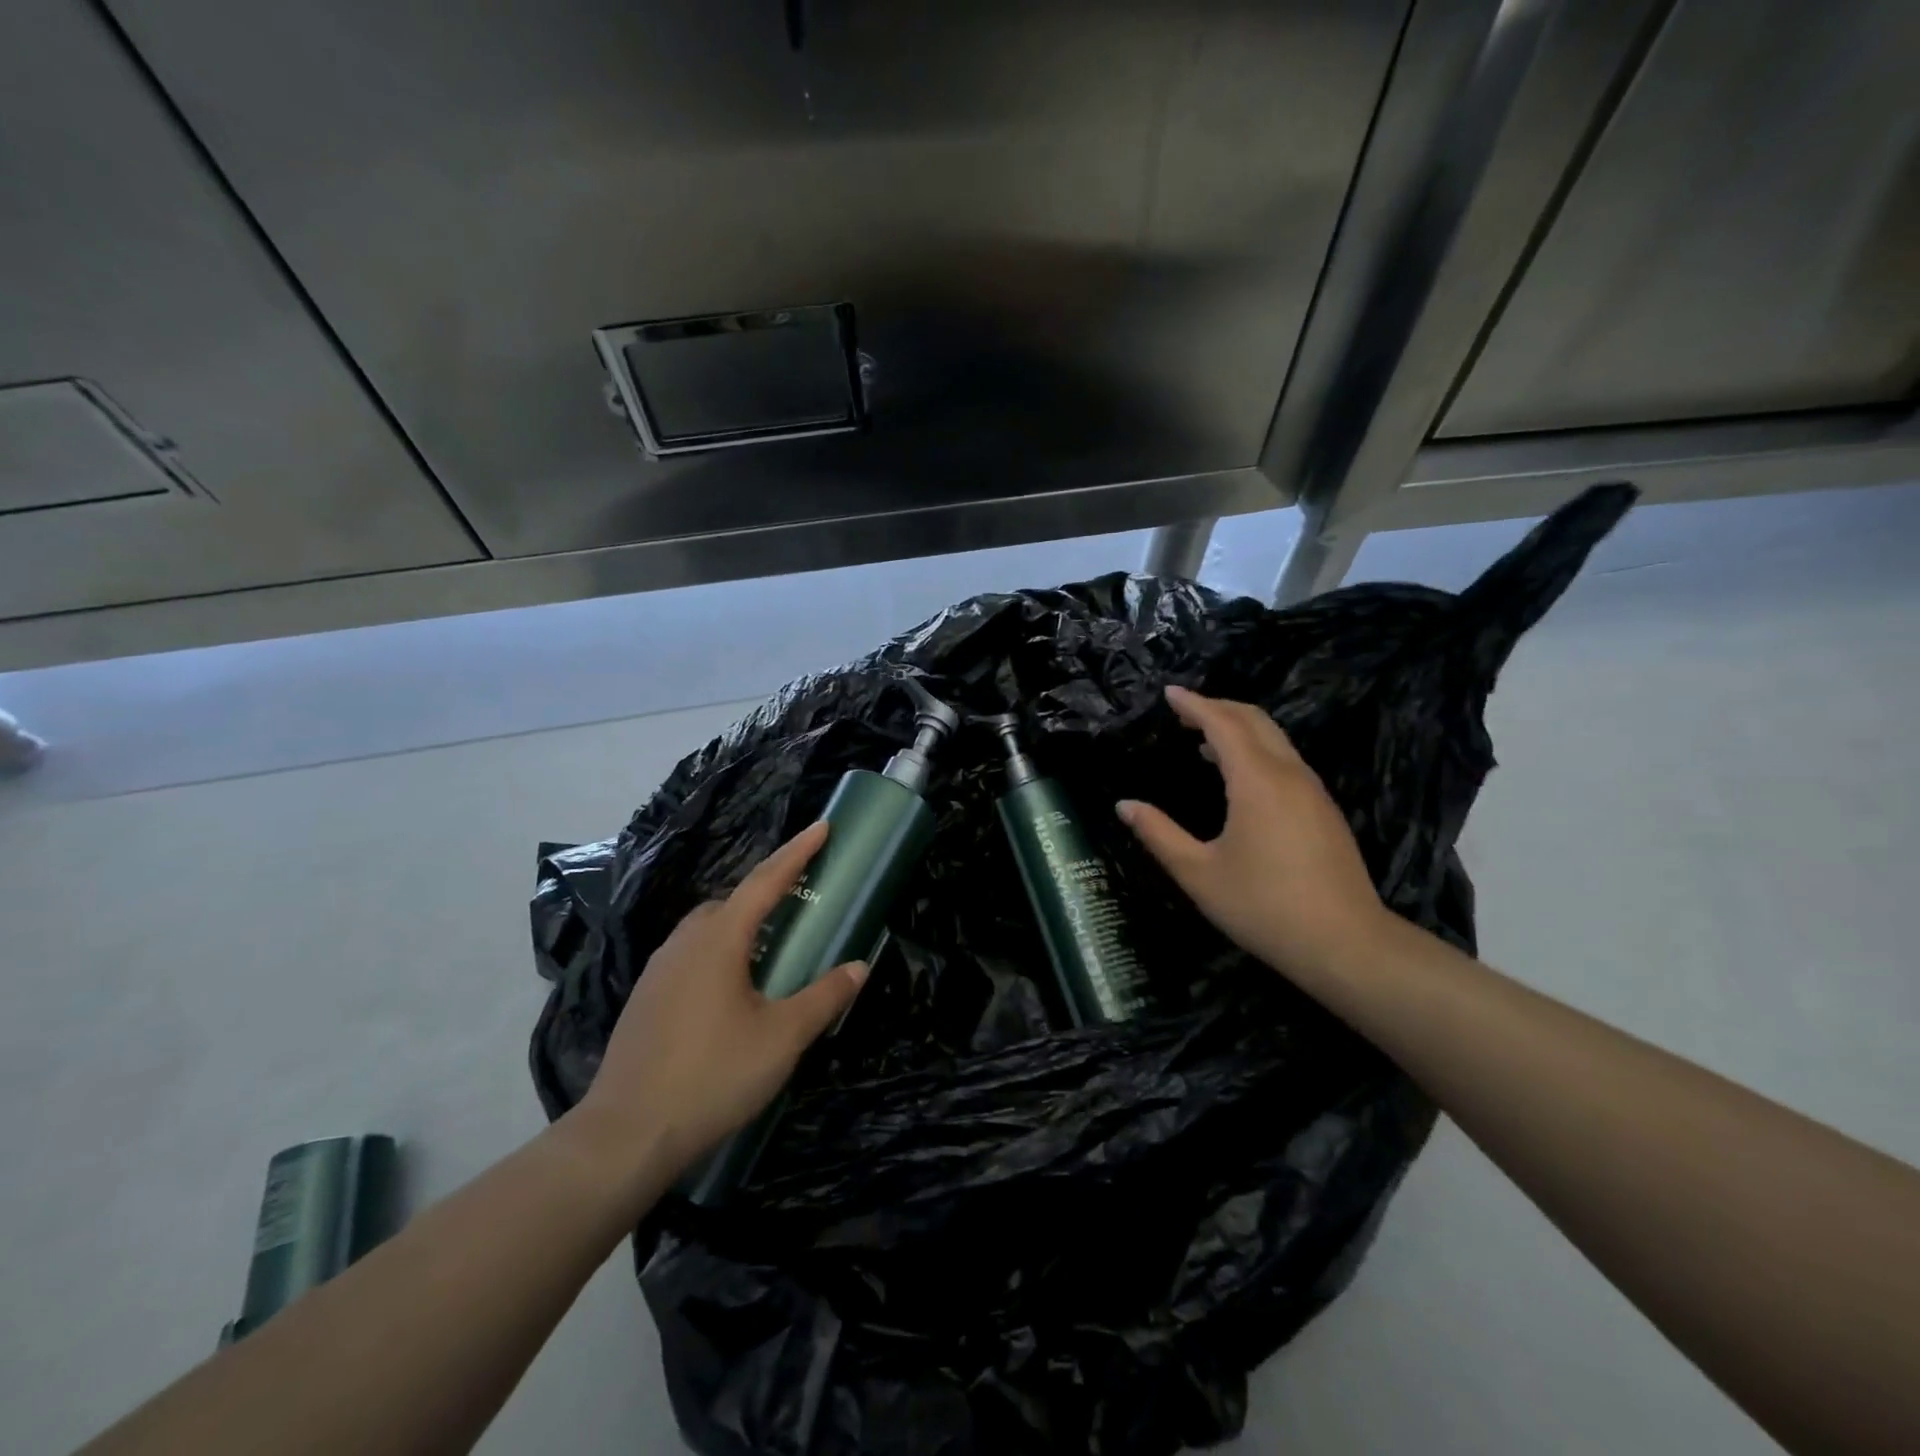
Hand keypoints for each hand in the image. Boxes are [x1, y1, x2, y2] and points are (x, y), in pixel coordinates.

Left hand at [569, 822, 866, 1178]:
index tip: (822, 825)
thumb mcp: (781, 1037)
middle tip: (801, 897)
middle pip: (732, 900)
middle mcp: (685, 942)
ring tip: (771, 945)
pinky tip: (732, 987)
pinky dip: (720, 951)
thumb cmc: (712, 1075)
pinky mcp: (646, 998)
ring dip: (741, 922)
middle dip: (768, 890)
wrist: (626, 1134)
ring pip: (707, 928)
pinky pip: (691, 954)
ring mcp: (659, 969)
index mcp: (719, 939)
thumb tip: (859, 967)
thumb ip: (823, 997)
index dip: (798, 852)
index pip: (766, 880)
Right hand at [1118, 686, 1391, 985]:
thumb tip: (1124, 805)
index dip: (1194, 705)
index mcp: (1256, 781)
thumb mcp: (1198, 874)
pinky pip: (1286, 760)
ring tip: (1203, 739)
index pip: (1223, 724)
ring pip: (1275, 739)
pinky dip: (1257, 750)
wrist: (1346, 944)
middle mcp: (1289, 774)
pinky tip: (1238, 776)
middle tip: (1183, 711)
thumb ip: (1158, 834)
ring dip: (1239, 728)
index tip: (1169, 693)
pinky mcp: (1324, 810)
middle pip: (1255, 720)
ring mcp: (1312, 791)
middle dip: (1218, 707)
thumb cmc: (1263, 907)